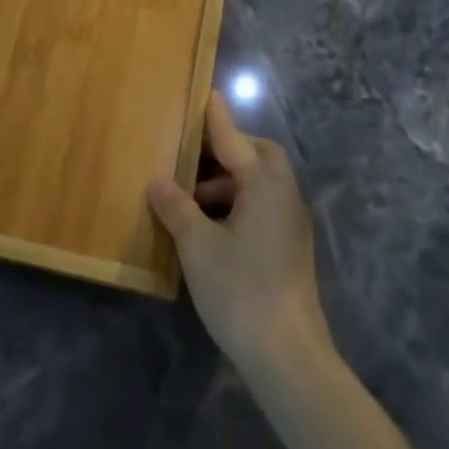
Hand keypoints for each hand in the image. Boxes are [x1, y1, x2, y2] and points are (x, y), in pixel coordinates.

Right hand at [148, 94, 331, 374]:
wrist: (289, 356)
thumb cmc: (240, 291)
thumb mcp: (198, 246)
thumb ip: (176, 207)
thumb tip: (157, 181)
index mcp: (264, 183)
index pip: (233, 137)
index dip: (215, 116)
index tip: (205, 92)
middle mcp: (283, 194)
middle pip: (258, 154)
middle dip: (226, 149)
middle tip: (190, 155)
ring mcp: (291, 221)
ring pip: (260, 182)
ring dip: (228, 179)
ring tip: (190, 195)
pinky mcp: (290, 245)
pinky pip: (263, 204)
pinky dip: (237, 201)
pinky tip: (210, 224)